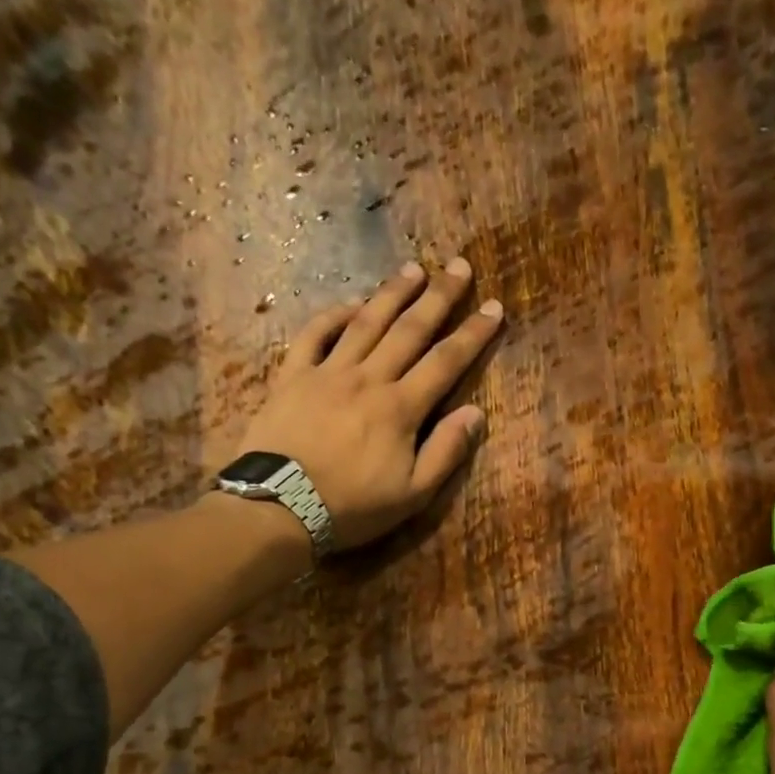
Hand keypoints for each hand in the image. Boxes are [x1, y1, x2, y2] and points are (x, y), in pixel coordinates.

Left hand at [237, 258, 503, 550]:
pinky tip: (351, 304)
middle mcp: (368, 379)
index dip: (472, 335)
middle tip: (460, 266)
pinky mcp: (292, 377)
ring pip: (365, 323)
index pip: (445, 362)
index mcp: (400, 408)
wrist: (280, 507)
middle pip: (409, 330)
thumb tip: (475, 413)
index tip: (494, 307)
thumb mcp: (412, 495)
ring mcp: (327, 373)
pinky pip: (314, 335)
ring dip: (392, 294)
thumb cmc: (353, 507)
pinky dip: (333, 316)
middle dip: (439, 297)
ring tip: (414, 269)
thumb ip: (445, 452)